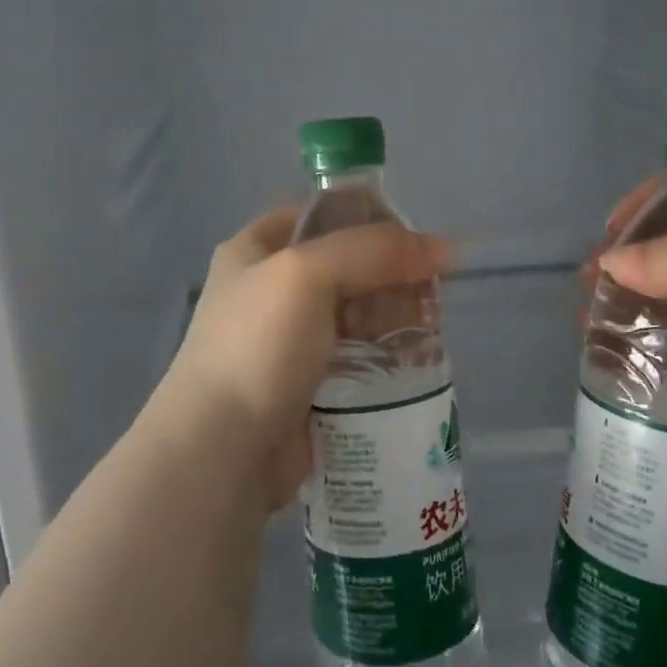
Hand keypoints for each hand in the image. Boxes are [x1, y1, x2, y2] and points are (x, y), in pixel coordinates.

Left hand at [155, 208, 450, 512]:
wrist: (222, 451)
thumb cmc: (257, 346)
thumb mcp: (308, 274)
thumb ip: (373, 250)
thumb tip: (444, 248)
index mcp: (253, 251)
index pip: (317, 215)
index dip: (364, 216)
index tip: (411, 234)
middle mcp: (269, 292)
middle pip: (344, 267)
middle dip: (388, 274)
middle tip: (432, 286)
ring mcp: (288, 343)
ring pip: (355, 316)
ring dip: (392, 319)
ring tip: (433, 326)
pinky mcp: (309, 387)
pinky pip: (357, 360)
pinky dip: (385, 358)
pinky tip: (418, 360)